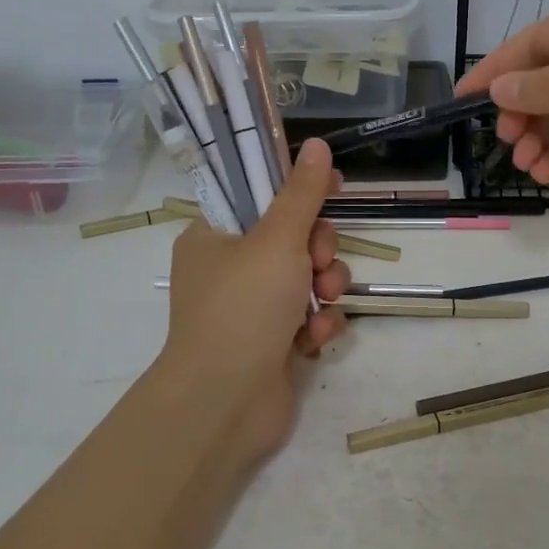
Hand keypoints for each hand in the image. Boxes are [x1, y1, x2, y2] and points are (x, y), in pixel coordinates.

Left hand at [158, 139, 350, 460]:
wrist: (225, 403)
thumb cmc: (243, 307)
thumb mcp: (277, 239)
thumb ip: (302, 193)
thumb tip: (317, 144)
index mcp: (214, 238)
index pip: (261, 197)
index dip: (299, 191)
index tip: (334, 188)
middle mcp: (230, 270)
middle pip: (293, 239)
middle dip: (319, 250)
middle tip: (319, 261)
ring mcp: (252, 310)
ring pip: (308, 279)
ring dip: (325, 288)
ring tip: (322, 303)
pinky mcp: (273, 344)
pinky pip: (309, 318)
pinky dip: (318, 324)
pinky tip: (315, 339)